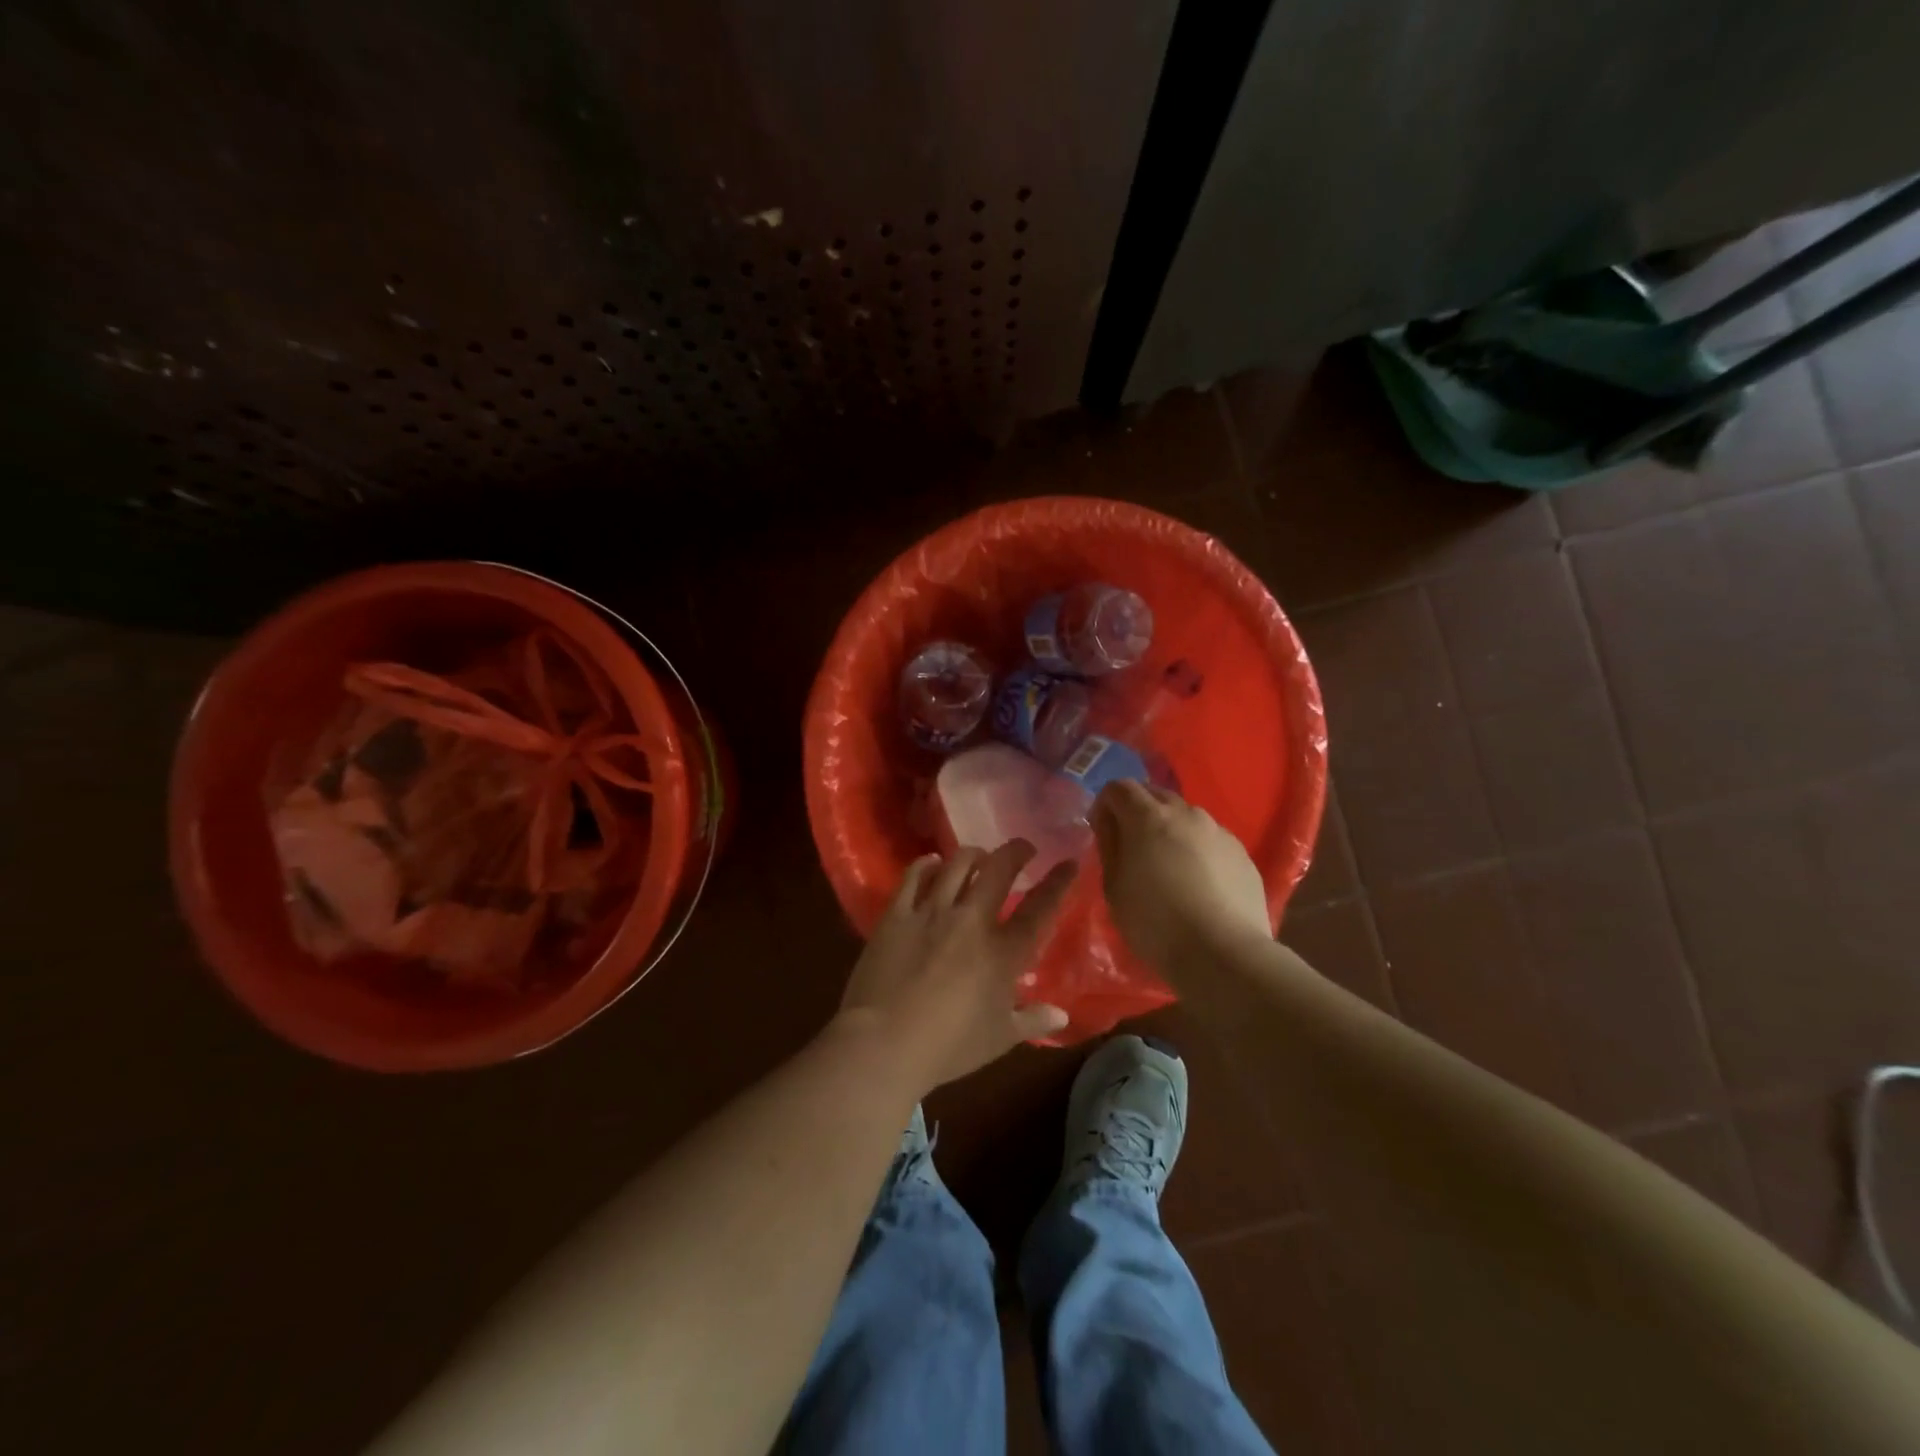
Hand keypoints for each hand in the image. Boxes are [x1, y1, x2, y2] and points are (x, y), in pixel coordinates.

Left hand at [836, 841, 1076, 1094]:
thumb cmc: (948, 1047)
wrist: (883, 1044)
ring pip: (957, 864)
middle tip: (1023, 848)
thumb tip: (1062, 1014)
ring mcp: (931, 912)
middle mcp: (971, 921)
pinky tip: (932, 862)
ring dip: (974, 855)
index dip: (1058, 883)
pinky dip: (926, 864)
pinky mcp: (897, 913)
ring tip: (979, 856)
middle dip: (1016, 851)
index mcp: (1002, 952)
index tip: (1069, 862)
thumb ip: (1033, 1022)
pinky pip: (914, 876)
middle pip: (998, 870)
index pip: (1040, 908)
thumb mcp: (999, 1039)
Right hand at [1092, 780, 1270, 973]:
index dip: (1105, 804)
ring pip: (1186, 816)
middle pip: (1155, 794)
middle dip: (1138, 810)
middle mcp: (1187, 813)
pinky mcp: (1242, 854)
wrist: (1224, 954)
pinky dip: (1197, 849)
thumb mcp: (1114, 888)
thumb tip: (1109, 823)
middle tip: (1131, 844)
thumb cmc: (1156, 923)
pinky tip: (1197, 882)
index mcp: (1149, 817)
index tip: (1102, 830)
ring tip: (1167, 864)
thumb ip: (1109, 846)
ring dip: (1170, 829)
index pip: (1120, 787)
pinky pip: (1210, 839)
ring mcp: (1219, 831)